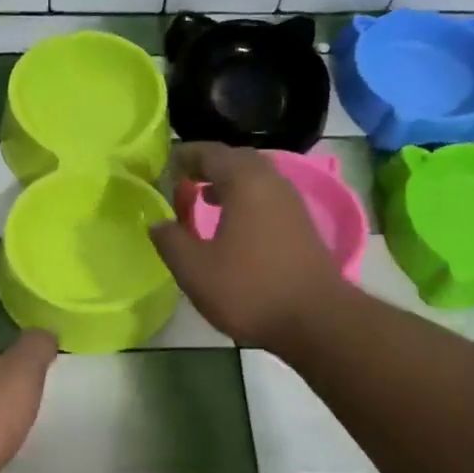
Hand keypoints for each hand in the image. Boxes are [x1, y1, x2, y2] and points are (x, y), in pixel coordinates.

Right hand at [148, 142, 344, 350]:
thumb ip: (171, 241)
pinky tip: (233, 225)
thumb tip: (157, 223)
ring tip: (204, 198)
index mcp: (245, 183)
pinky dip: (245, 199)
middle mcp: (272, 182)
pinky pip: (267, 197)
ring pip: (256, 178)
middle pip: (237, 159)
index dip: (185, 156)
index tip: (165, 166)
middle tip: (183, 179)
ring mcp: (292, 203)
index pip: (210, 153)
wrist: (316, 320)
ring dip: (228, 182)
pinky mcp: (302, 225)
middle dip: (208, 165)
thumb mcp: (195, 270)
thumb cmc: (250, 290)